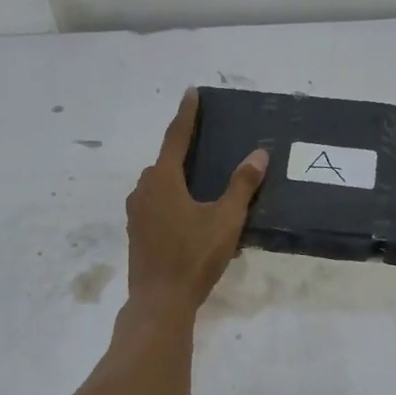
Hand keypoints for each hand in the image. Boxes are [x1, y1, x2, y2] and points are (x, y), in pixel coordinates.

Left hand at [125, 89, 267, 313]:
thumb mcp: (225, 220)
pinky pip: (155, 204)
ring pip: (158, 185)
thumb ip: (242, 185)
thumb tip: (259, 154)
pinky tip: (190, 215)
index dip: (186, 114)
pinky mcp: (137, 233)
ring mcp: (136, 213)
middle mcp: (144, 190)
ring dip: (177, 178)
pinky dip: (171, 199)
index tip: (191, 92)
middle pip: (165, 162)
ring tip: (202, 184)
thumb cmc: (193, 256)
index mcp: (163, 180)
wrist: (160, 302)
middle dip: (183, 151)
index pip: (176, 137)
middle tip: (205, 145)